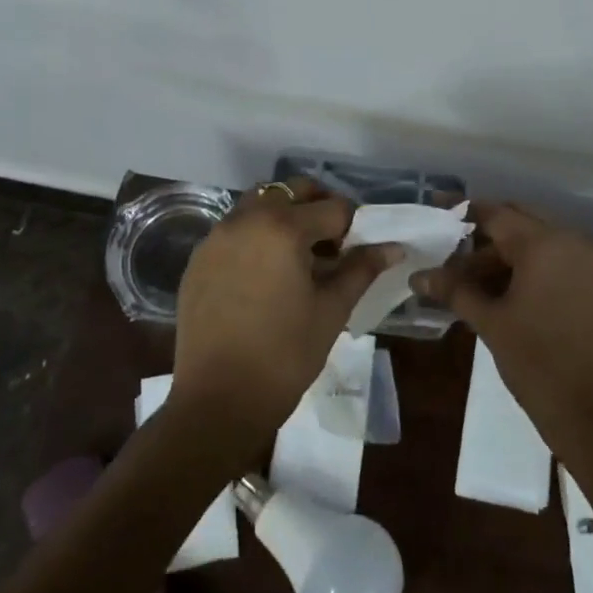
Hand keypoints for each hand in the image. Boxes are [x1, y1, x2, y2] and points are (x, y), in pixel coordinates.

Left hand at [171, 178, 395, 450]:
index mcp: (282, 227)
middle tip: (334, 242)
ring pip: (258, 205)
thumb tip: (394, 247)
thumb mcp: (332, 310)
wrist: (218, 401)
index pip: (332, 208)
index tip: (359, 251)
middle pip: (291, 191)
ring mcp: (216, 238)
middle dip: (318, 207)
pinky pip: (234, 230)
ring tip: (299, 256)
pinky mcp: (198, 260)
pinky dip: (256, 235)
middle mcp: (245, 219)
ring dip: (284, 216)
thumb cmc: (285, 355)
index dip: (353, 226)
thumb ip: (361, 270)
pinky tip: (266, 274)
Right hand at [413, 203, 592, 475]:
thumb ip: (454, 290)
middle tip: (445, 248)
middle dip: (481, 234)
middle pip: (517, 222)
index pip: (496, 214)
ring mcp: (587, 264)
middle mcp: (571, 242)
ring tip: (462, 279)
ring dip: (500, 256)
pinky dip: (522, 269)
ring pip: (534, 244)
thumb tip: (418, 276)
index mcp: (545, 244)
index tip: (434, 206)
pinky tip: (493, 291)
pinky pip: (551, 262)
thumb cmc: (538, 364)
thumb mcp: (490, 323)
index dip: (462, 210)